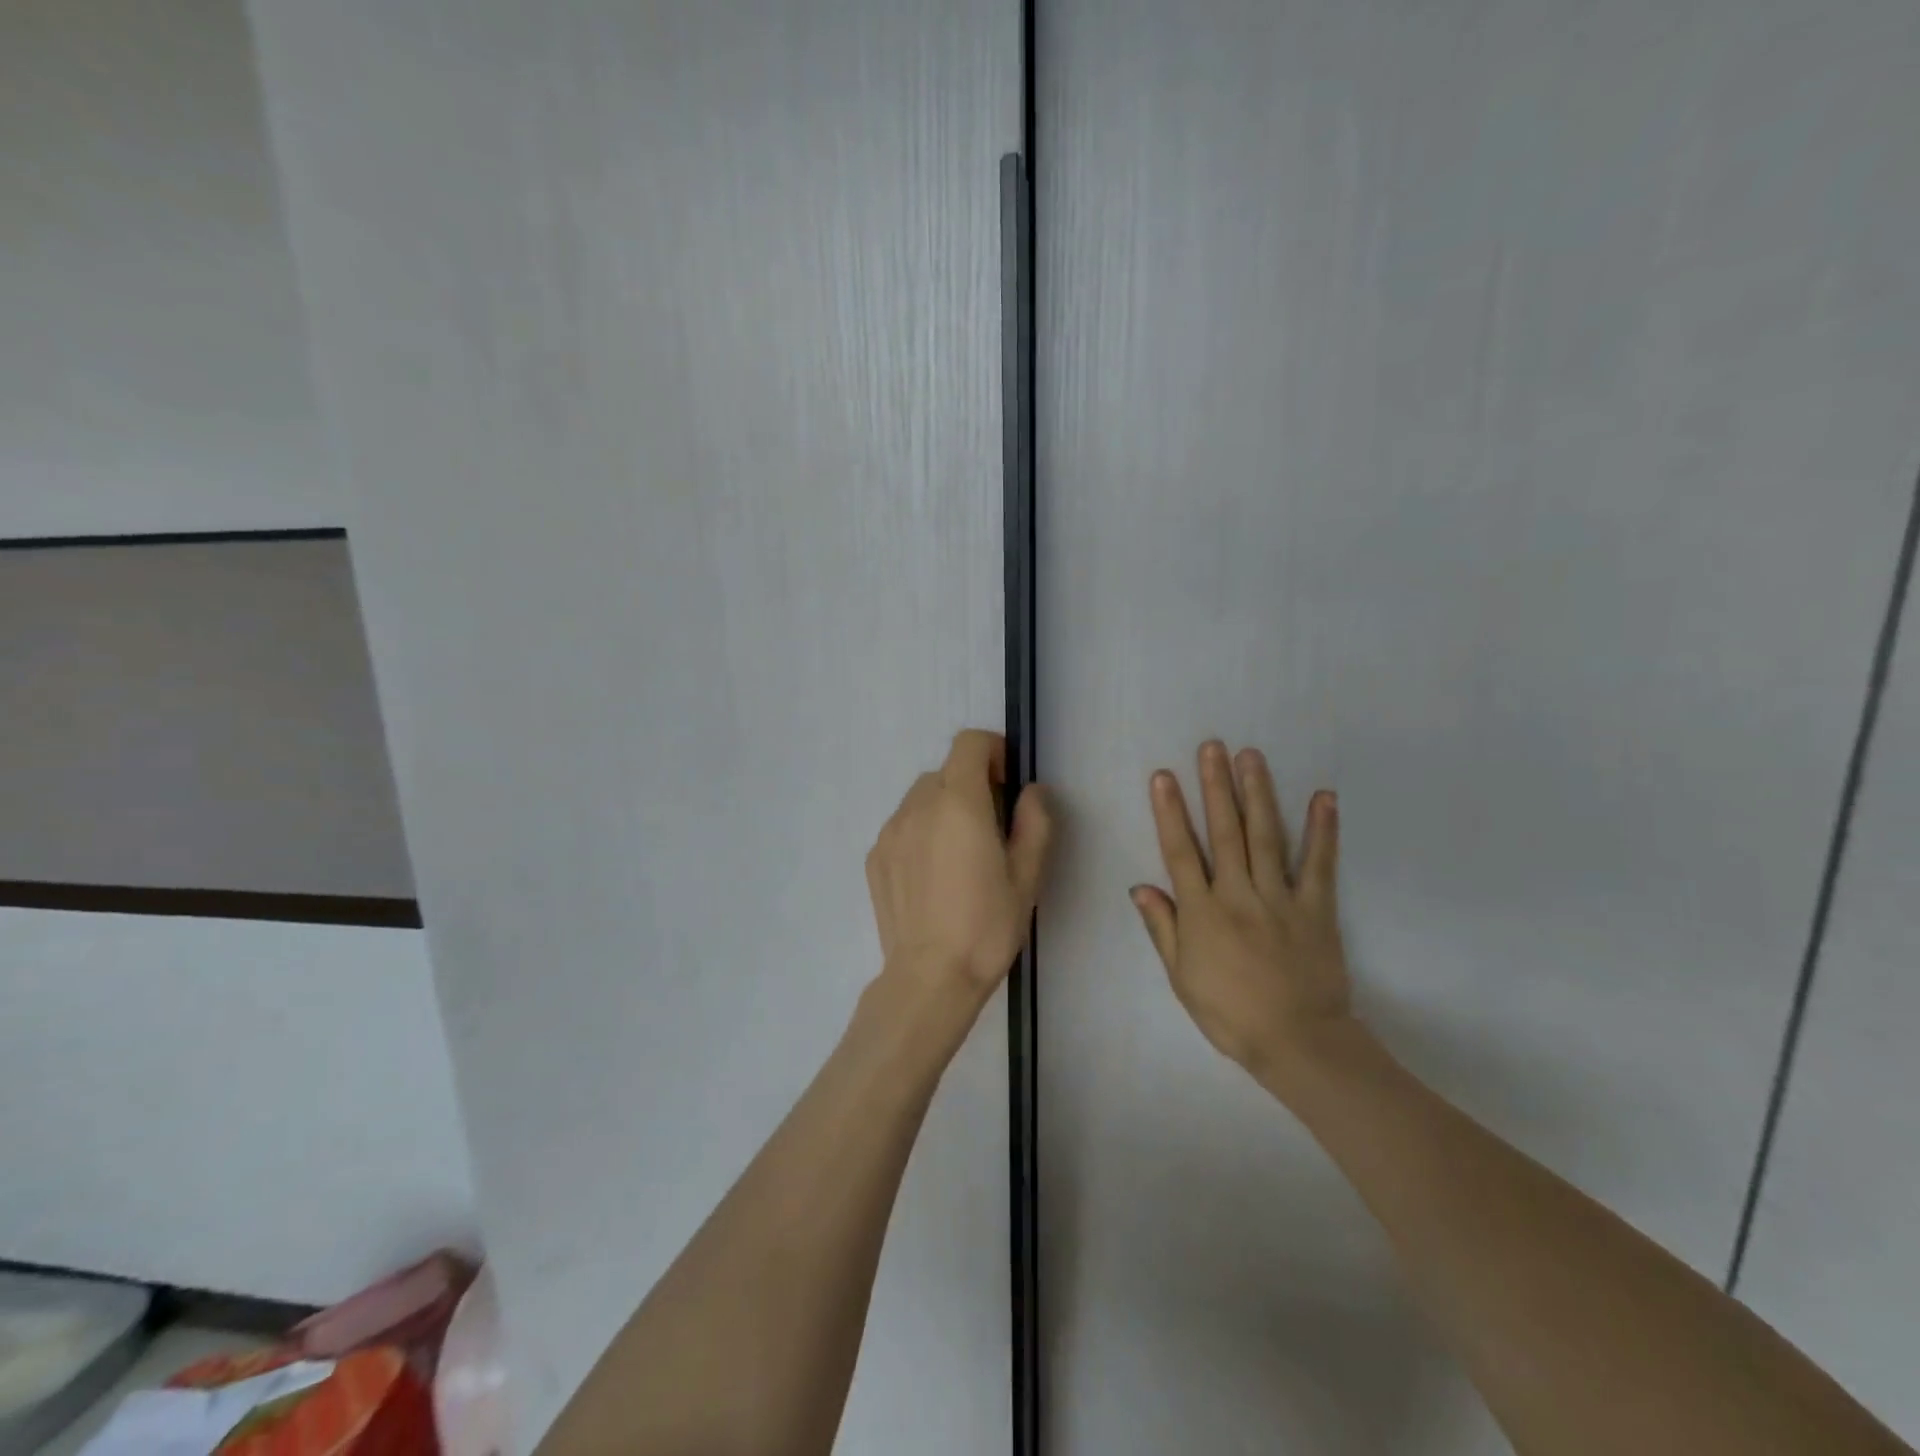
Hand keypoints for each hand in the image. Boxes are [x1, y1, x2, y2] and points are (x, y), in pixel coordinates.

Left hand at [867, 729, 1053, 995]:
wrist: (930, 977)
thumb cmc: (987, 926)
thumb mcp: (1027, 875)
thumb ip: (1034, 821)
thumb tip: (1031, 791)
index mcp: (958, 802)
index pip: (969, 743)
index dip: (993, 751)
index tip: (1007, 783)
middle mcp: (917, 806)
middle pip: (946, 771)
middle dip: (972, 785)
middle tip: (992, 829)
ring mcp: (890, 831)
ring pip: (921, 798)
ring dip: (944, 808)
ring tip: (960, 856)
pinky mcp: (874, 856)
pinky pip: (903, 826)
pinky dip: (921, 832)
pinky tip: (934, 876)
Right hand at [1132, 741, 1352, 1077]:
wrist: (1298, 1043)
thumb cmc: (1230, 1013)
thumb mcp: (1181, 977)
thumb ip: (1162, 928)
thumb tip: (1140, 886)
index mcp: (1202, 912)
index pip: (1180, 851)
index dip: (1169, 811)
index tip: (1163, 776)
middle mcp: (1238, 894)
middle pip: (1225, 832)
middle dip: (1216, 786)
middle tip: (1212, 747)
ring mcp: (1280, 898)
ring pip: (1266, 837)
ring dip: (1258, 794)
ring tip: (1251, 756)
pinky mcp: (1316, 908)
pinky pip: (1320, 864)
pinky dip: (1323, 830)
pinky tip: (1323, 797)